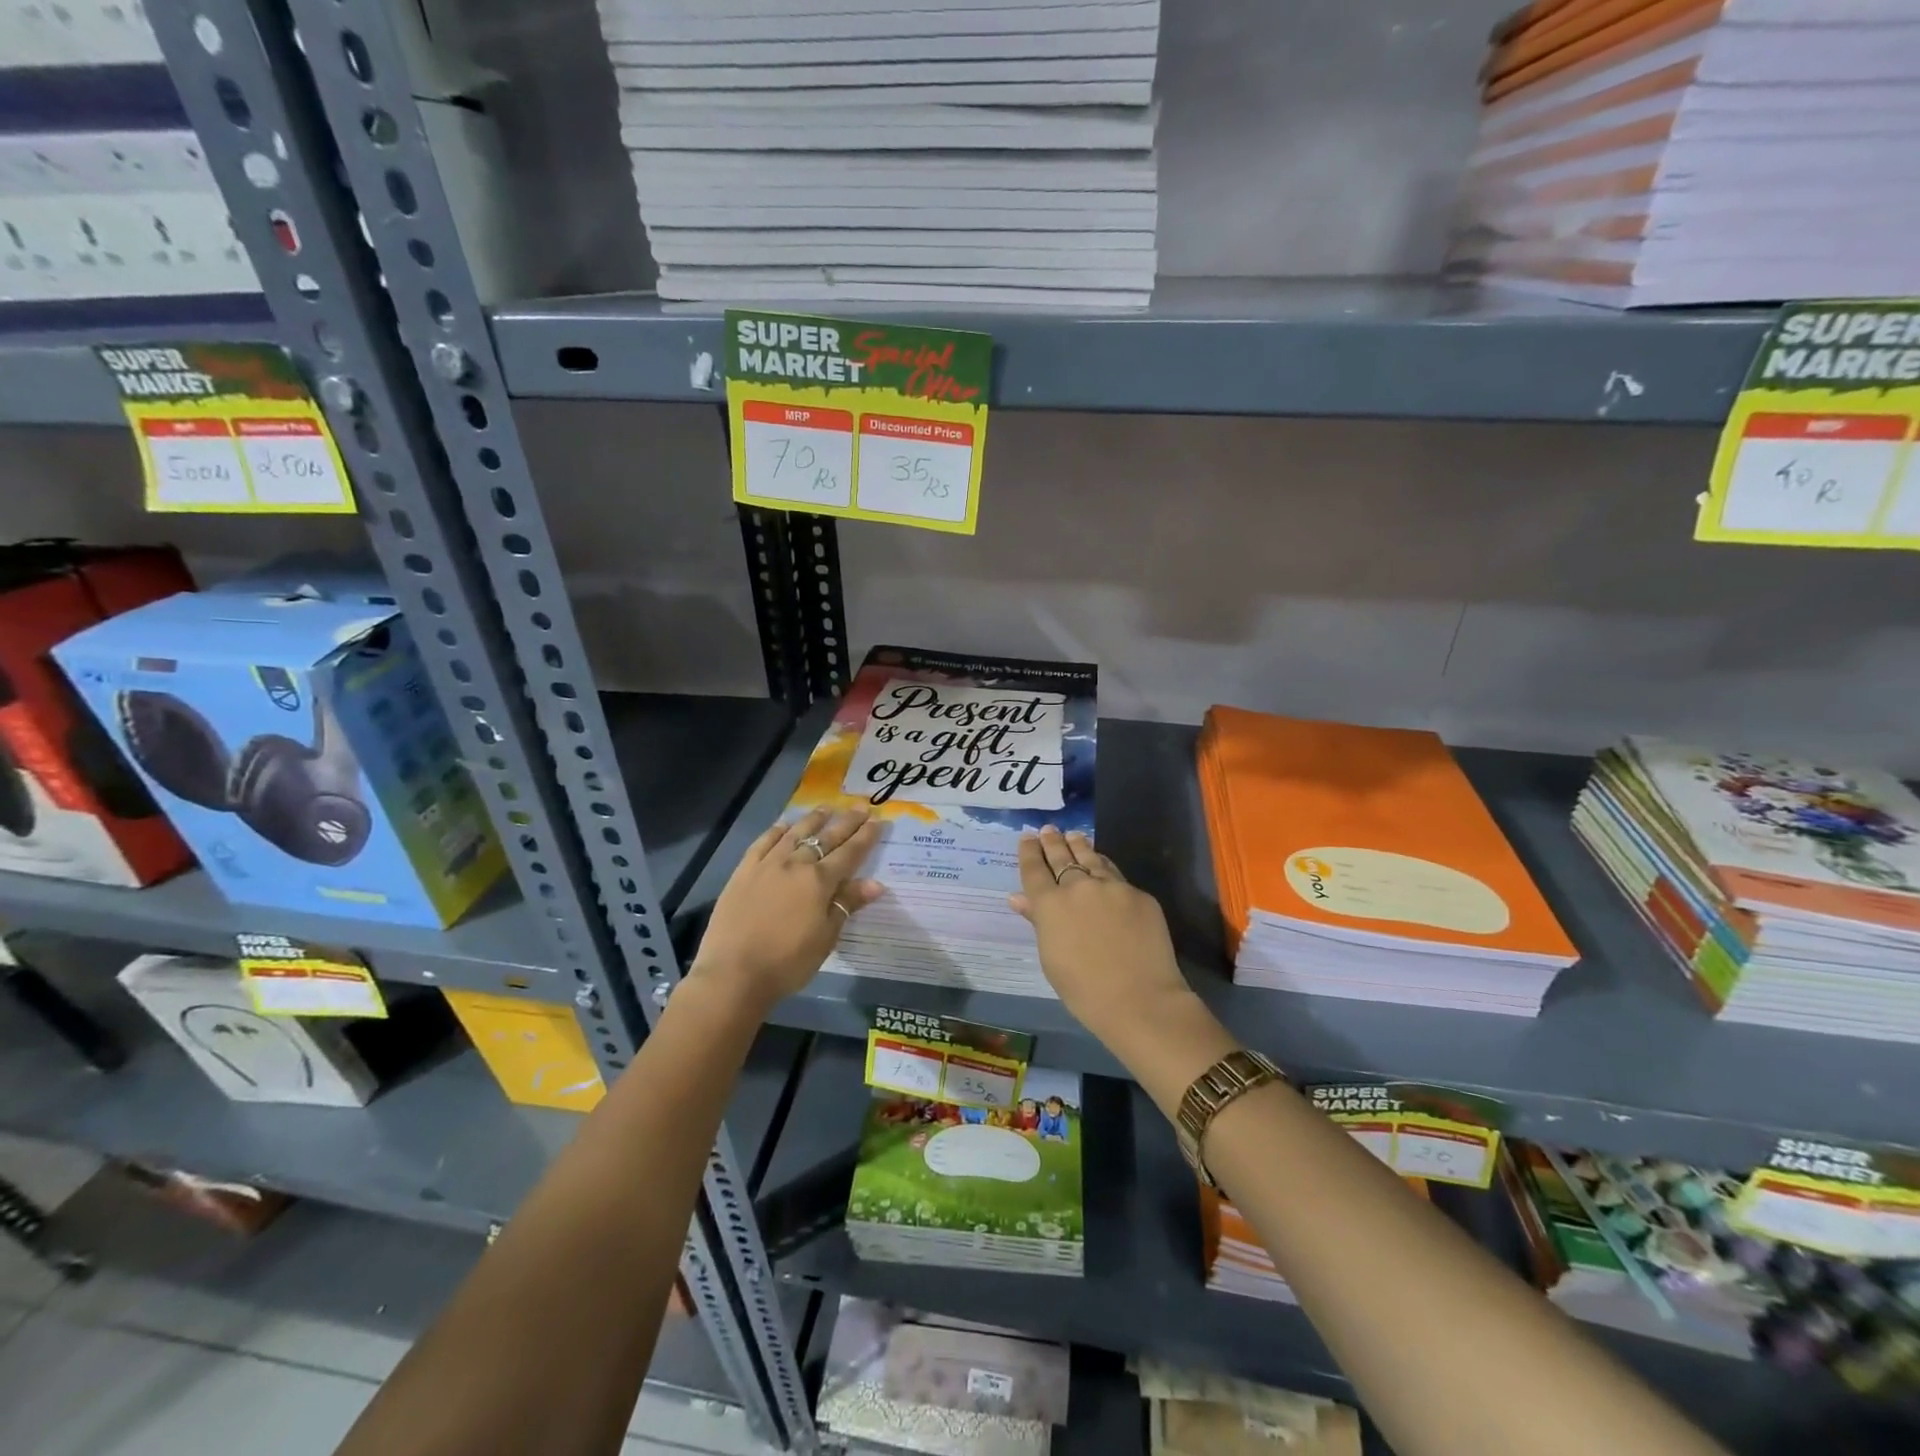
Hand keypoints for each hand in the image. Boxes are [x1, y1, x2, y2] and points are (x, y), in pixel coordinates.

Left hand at [692, 807, 882, 1009]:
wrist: (733, 974)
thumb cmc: (788, 962)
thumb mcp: (826, 937)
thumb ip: (847, 904)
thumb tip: (875, 883)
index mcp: (820, 881)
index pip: (850, 853)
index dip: (866, 837)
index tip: (878, 820)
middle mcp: (795, 864)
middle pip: (826, 837)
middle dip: (846, 822)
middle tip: (860, 807)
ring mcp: (767, 865)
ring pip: (795, 833)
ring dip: (813, 819)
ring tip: (826, 808)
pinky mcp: (743, 872)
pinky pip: (763, 842)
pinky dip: (776, 831)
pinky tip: (784, 825)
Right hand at [1011, 827, 1192, 1047]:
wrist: (1139, 999)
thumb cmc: (1084, 990)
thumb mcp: (1051, 958)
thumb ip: (1038, 921)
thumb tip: (1019, 898)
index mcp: (1050, 905)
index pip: (1034, 869)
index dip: (1029, 852)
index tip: (1027, 838)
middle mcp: (1078, 887)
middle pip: (1062, 857)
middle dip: (1053, 842)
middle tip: (1048, 830)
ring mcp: (1111, 887)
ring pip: (1091, 858)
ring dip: (1079, 846)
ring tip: (1073, 836)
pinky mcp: (1138, 894)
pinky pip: (1116, 875)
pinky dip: (1104, 867)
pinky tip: (1102, 865)